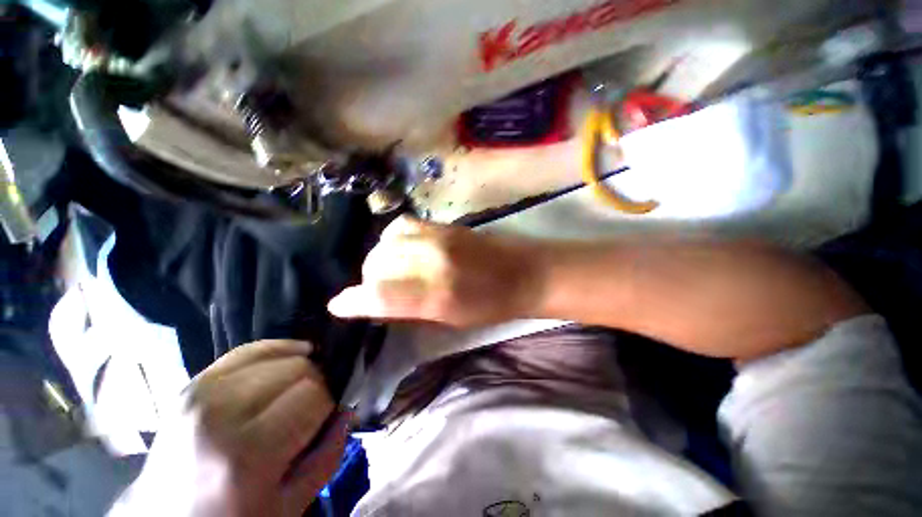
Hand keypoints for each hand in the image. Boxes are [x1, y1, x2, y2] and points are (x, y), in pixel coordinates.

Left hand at [110, 340, 347, 516]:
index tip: (325, 415)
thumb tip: (346, 408)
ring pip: (279, 355)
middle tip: (312, 403)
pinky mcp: (194, 382)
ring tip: (297, 388)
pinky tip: (289, 359)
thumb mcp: (291, 503)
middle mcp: (221, 414)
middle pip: (297, 369)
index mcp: (247, 452)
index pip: (313, 395)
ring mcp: (202, 393)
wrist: (167, 516)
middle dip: (316, 383)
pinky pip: (250, 349)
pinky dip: (277, 350)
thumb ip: (328, 453)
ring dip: (299, 368)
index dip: (328, 402)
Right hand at [328, 216, 540, 326]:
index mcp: (437, 294)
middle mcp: (433, 261)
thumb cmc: (491, 307)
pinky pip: (403, 226)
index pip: (378, 295)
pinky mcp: (445, 225)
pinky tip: (403, 249)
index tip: (338, 305)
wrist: (524, 273)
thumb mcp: (450, 319)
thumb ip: (410, 309)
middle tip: (378, 290)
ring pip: (386, 242)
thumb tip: (375, 304)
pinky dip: (393, 240)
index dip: (352, 302)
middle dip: (369, 279)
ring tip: (391, 269)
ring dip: (380, 258)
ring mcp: (439, 237)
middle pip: (377, 264)